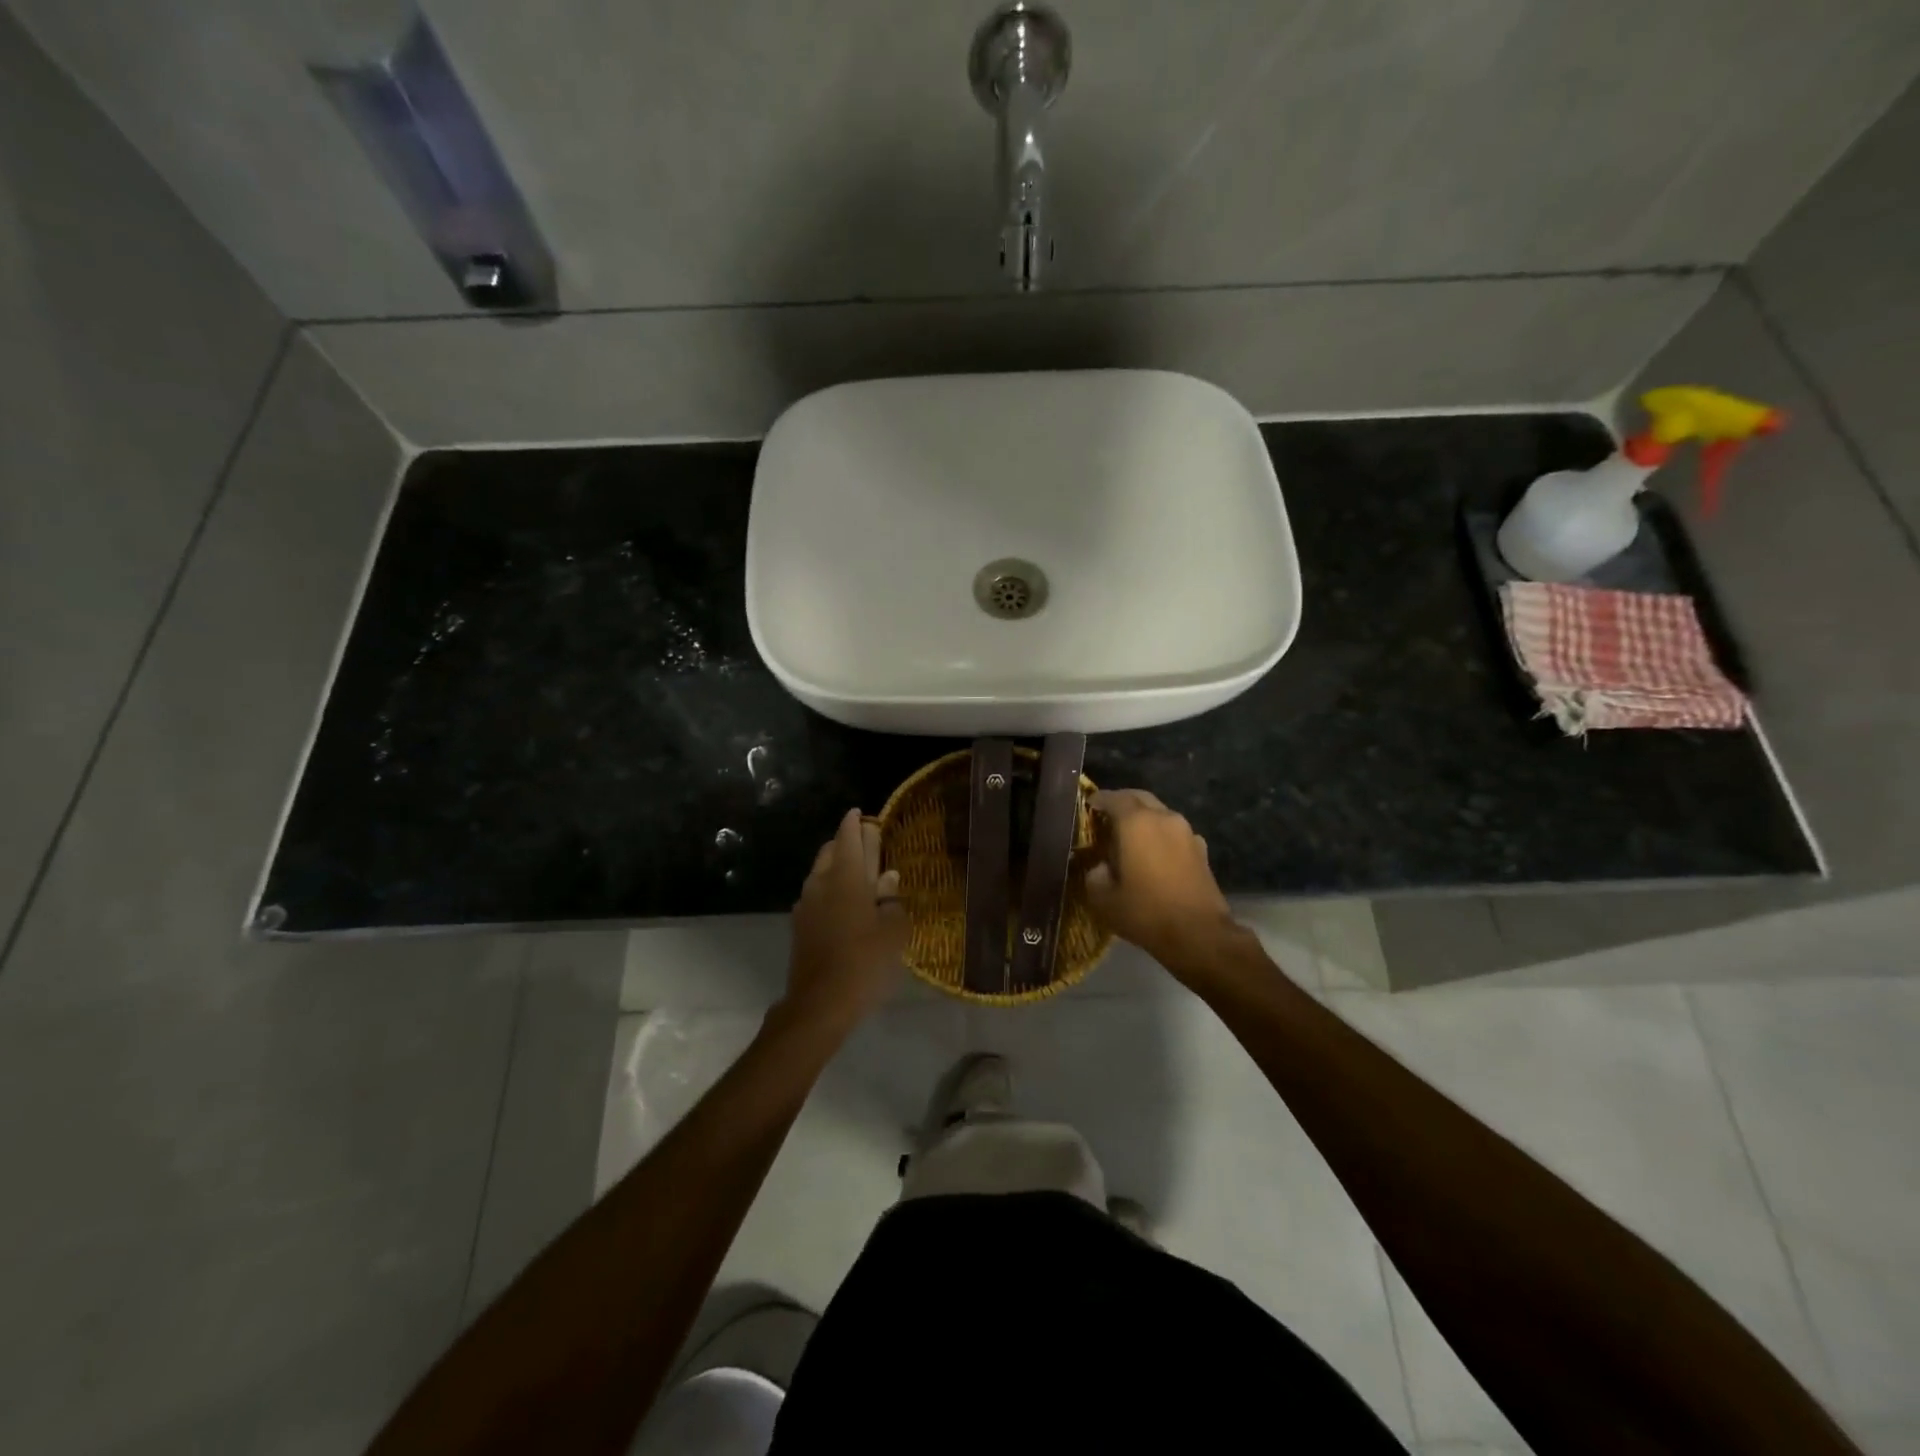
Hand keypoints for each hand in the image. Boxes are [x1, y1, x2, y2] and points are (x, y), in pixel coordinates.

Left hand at [784, 809, 908, 1034]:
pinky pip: (816, 894)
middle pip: (831, 851)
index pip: (848, 837)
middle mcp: (821, 882)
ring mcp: (806, 904)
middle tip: (868, 846)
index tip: (861, 813)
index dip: (854, 822)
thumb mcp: (894, 931)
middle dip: (846, 843)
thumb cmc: (865, 962)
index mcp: (846, 876)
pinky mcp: (799, 925)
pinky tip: (845, 905)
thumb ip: (892, 900)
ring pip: (820, 872)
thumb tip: (888, 879)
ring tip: (860, 876)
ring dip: (837, 867)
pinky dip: (830, 889)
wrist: (820, 1003)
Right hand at [1086, 789, 1238, 975]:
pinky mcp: (1202, 850)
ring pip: (1160, 814)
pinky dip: (1161, 836)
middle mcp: (1164, 818)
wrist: (1199, 935)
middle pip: (1140, 798)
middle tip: (1106, 817)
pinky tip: (1154, 856)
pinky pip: (1175, 833)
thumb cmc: (1145, 912)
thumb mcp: (1103, 898)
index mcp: (1136, 822)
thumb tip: (1100, 867)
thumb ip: (1094, 874)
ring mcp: (1187, 832)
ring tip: (1129, 838)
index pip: (1113, 797)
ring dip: (1143, 819)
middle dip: (1122, 803)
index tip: (1088, 805)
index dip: (1098, 799)